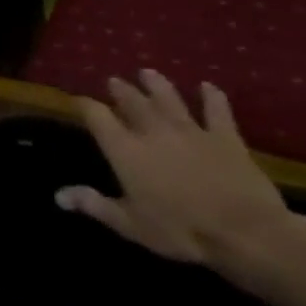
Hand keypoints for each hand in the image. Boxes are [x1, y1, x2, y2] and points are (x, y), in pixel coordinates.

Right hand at [56, 70, 301, 272]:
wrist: (247, 233)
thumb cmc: (181, 230)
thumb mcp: (130, 224)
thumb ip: (94, 204)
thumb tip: (58, 196)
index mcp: (125, 150)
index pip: (97, 116)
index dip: (85, 105)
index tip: (78, 100)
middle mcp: (153, 132)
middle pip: (132, 102)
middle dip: (121, 90)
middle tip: (114, 80)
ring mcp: (191, 132)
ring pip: (169, 99)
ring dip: (157, 84)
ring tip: (148, 72)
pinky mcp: (226, 139)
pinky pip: (217, 111)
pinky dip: (212, 97)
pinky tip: (207, 86)